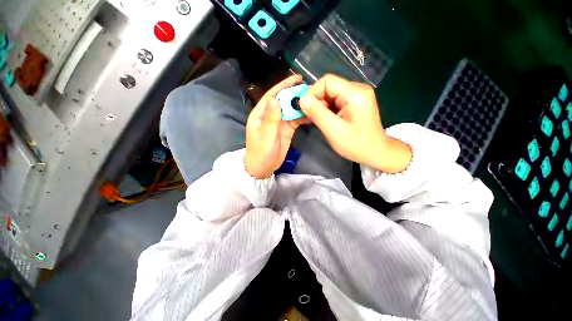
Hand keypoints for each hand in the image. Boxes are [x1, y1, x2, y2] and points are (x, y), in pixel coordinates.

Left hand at [245, 75, 307, 178]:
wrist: (263, 168)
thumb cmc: (261, 153)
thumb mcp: (266, 136)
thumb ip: (271, 118)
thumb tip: (275, 98)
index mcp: (260, 114)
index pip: (272, 96)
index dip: (283, 86)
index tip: (296, 78)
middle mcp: (270, 116)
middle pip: (283, 101)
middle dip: (295, 94)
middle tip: (310, 89)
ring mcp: (279, 123)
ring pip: (290, 110)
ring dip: (300, 105)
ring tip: (314, 100)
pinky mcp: (286, 130)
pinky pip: (295, 120)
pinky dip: (302, 117)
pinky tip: (311, 114)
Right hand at [299, 74, 411, 172]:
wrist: (376, 153)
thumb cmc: (356, 144)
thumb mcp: (333, 130)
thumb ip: (317, 113)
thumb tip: (302, 99)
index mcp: (354, 93)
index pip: (327, 81)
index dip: (312, 92)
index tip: (304, 108)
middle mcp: (357, 89)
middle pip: (329, 87)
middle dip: (316, 101)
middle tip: (308, 117)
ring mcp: (357, 96)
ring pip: (331, 95)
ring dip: (320, 106)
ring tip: (315, 120)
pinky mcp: (355, 103)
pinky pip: (336, 101)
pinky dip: (327, 109)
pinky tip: (323, 120)